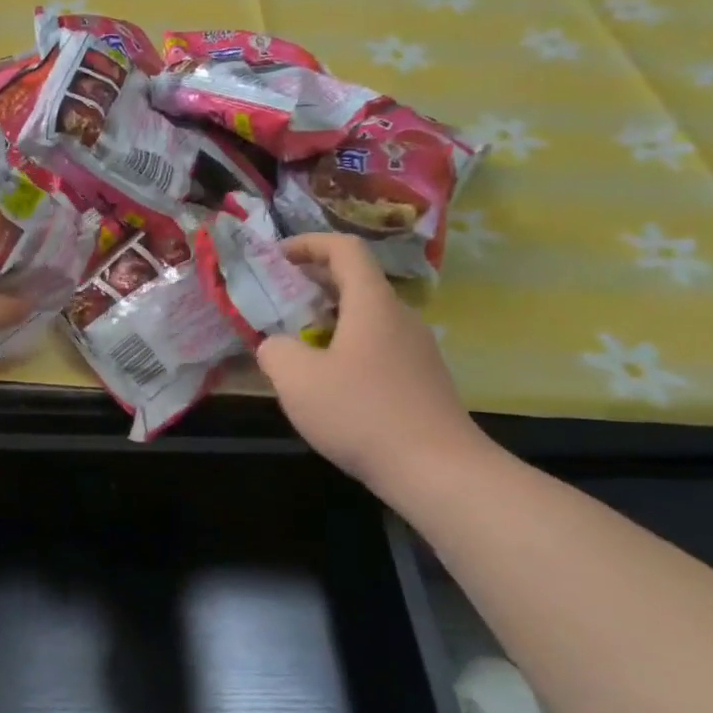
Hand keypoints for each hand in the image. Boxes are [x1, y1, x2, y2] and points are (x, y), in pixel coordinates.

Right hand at [255, 234, 487, 500]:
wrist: (437, 469)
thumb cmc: (361, 413)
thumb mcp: (297, 380)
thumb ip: (275, 351)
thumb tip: (276, 345)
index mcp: (372, 303)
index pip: (344, 249)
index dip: (309, 244)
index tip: (278, 256)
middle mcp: (400, 317)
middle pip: (356, 282)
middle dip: (313, 284)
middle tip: (278, 301)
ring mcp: (417, 349)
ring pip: (367, 317)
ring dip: (329, 320)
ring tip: (297, 346)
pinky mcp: (423, 379)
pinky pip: (379, 346)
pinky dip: (348, 347)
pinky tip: (330, 384)